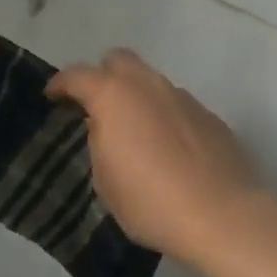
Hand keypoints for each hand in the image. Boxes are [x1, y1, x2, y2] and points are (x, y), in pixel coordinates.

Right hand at [47, 49, 269, 265]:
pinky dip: (164, 115)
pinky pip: (176, 104)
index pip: (78, 75)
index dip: (61, 84)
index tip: (53, 96)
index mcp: (114, 96)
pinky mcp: (209, 116)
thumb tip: (106, 127)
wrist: (223, 216)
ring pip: (151, 81)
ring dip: (137, 96)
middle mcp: (148, 85)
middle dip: (103, 75)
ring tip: (135, 131)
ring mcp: (183, 97)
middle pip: (118, 60)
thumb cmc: (150, 201)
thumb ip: (99, 142)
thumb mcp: (105, 180)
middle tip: (96, 105)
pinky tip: (168, 148)